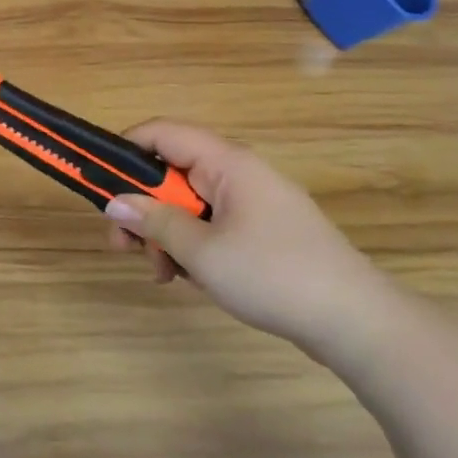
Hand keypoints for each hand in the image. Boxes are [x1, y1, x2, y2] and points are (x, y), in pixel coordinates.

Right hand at [104, 121, 396, 355]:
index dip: (124, 150)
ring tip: (162, 273)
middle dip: (142, 208)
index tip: (99, 183)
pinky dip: (191, 246)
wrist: (358, 324)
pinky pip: (211, 224)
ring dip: (164, 234)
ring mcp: (254, 204)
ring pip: (188, 204)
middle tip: (124, 246)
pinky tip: (188, 278)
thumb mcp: (201, 251)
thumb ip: (154, 222)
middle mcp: (239, 174)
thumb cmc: (274, 276)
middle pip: (171, 174)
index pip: (161, 133)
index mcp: (226, 163)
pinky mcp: (263, 232)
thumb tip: (113, 203)